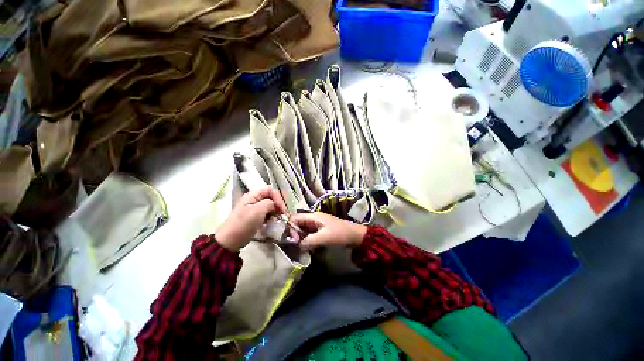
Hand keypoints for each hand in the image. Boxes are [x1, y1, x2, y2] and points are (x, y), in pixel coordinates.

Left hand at [215, 187, 286, 250]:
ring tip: (278, 220)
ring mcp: (254, 209)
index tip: (282, 209)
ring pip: (270, 206)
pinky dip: (271, 217)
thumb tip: (275, 205)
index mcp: (252, 195)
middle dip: (278, 205)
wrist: (230, 241)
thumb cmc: (243, 224)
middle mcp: (253, 200)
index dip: (278, 197)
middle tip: (282, 215)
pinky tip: (272, 223)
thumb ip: (269, 203)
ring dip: (275, 212)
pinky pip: (267, 214)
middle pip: (271, 198)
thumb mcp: (257, 211)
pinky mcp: (255, 218)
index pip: (270, 190)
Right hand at [290, 212, 367, 250]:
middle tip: (298, 246)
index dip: (291, 228)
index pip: (295, 218)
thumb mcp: (324, 237)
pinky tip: (310, 248)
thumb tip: (297, 246)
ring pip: (303, 230)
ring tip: (303, 248)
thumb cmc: (340, 234)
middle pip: (298, 224)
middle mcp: (313, 219)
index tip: (295, 240)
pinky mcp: (320, 231)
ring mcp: (317, 225)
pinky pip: (309, 235)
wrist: (355, 236)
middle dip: (295, 235)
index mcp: (313, 216)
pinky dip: (308, 241)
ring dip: (302, 239)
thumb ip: (308, 241)